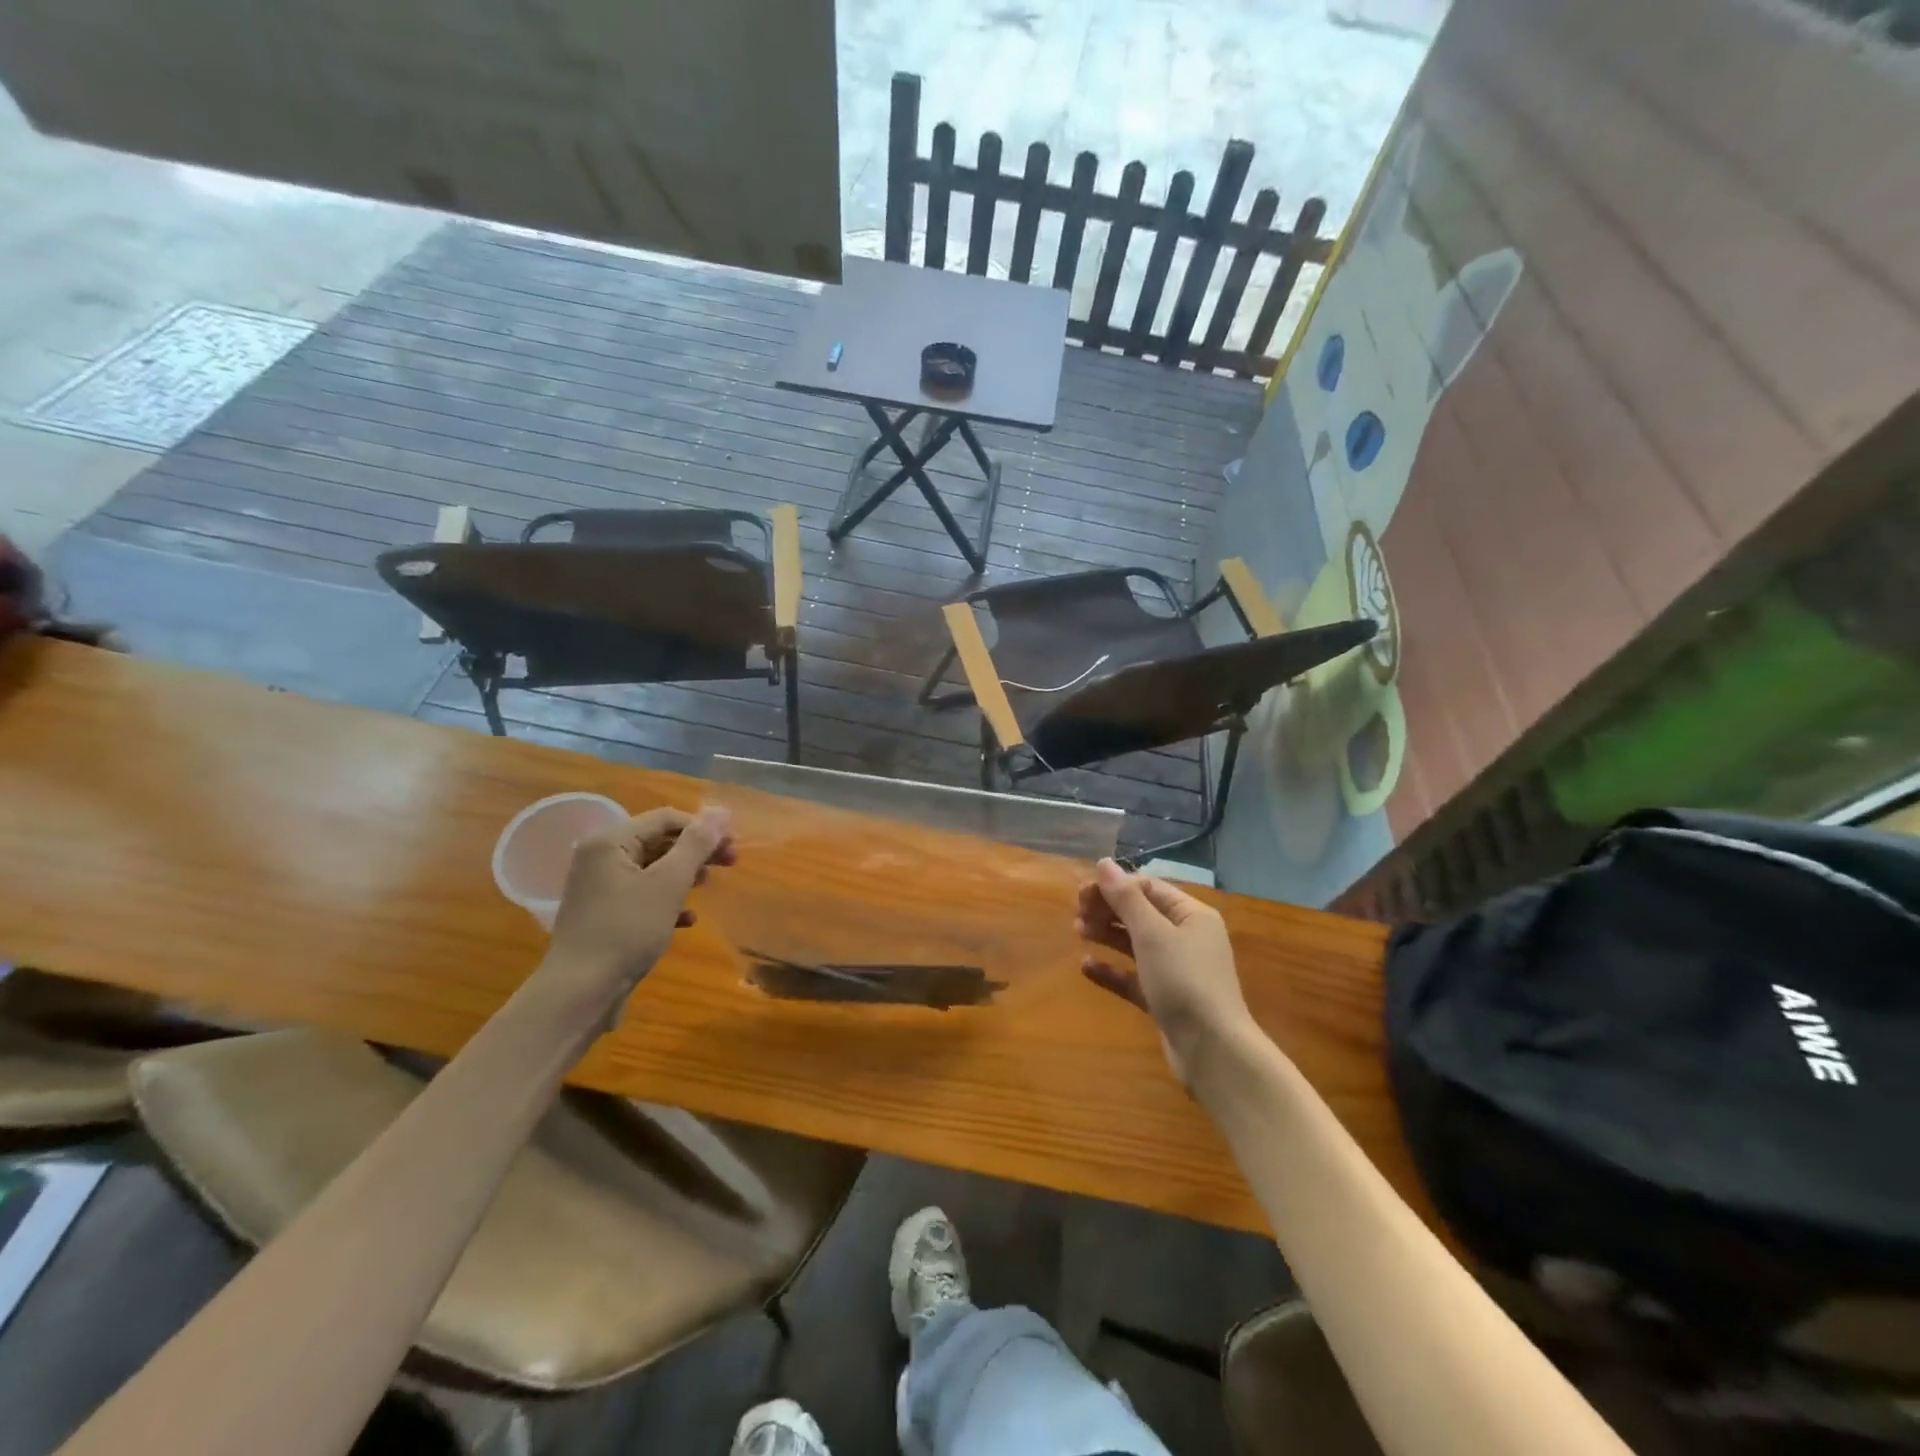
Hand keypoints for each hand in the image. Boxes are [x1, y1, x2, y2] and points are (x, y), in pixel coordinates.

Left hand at [546, 807, 734, 999]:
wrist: (581, 992)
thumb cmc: (627, 929)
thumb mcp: (669, 882)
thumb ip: (696, 843)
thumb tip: (721, 810)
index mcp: (610, 841)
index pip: (665, 818)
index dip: (703, 827)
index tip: (733, 845)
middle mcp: (600, 857)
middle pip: (658, 841)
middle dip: (696, 851)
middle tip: (730, 863)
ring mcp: (599, 887)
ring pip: (652, 868)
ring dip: (684, 874)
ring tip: (707, 887)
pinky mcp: (603, 914)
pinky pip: (642, 895)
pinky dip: (666, 900)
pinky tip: (687, 919)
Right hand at [1076, 858, 1257, 1088]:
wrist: (1212, 1050)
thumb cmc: (1183, 980)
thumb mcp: (1152, 934)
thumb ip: (1126, 898)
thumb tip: (1103, 863)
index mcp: (1191, 915)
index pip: (1148, 888)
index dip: (1114, 886)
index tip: (1082, 893)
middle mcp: (1186, 938)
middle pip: (1141, 913)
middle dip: (1108, 909)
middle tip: (1076, 912)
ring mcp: (1176, 970)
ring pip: (1135, 943)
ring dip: (1107, 934)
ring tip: (1078, 931)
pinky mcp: (1165, 998)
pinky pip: (1133, 976)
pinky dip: (1112, 969)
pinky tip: (1086, 966)